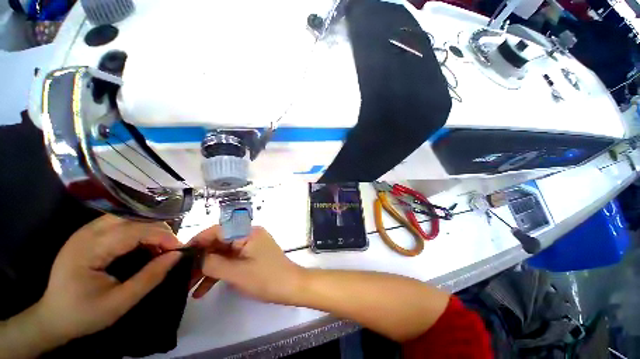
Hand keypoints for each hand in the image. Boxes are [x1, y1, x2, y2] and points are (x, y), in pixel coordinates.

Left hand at [35, 215, 182, 343]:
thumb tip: (177, 255)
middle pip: (134, 219)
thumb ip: (150, 277)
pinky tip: (143, 244)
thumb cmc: (84, 314)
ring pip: (129, 217)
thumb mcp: (120, 303)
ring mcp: (86, 230)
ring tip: (160, 245)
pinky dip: (139, 229)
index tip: (179, 249)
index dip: (162, 236)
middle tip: (171, 248)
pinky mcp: (89, 233)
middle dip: (159, 230)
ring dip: (150, 228)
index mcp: (89, 249)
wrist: (53, 317)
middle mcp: (87, 232)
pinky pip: (122, 222)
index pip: (135, 230)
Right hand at [188, 226, 304, 303]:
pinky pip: (231, 261)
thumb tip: (196, 257)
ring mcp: (250, 246)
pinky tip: (202, 290)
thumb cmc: (265, 278)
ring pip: (223, 254)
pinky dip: (218, 273)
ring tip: (187, 288)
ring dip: (206, 269)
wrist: (290, 286)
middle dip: (200, 260)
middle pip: (219, 243)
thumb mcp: (236, 272)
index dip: (198, 241)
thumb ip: (213, 263)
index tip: (179, 255)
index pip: (218, 230)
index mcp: (247, 233)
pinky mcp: (251, 256)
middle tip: (181, 276)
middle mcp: (248, 235)